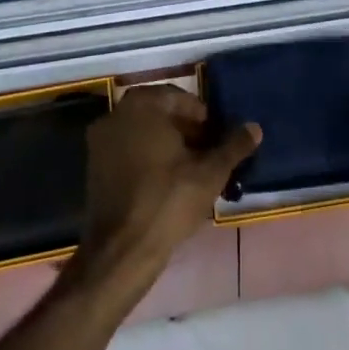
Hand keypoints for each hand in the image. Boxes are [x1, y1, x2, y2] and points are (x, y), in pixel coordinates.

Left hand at [78, 85, 260, 292]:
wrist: (121, 251)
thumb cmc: (168, 200)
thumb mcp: (210, 172)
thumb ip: (233, 146)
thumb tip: (254, 127)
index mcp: (142, 105)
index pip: (179, 98)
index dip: (202, 117)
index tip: (217, 138)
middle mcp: (116, 115)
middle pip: (159, 114)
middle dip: (186, 130)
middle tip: (207, 152)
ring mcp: (100, 141)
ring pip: (143, 133)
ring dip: (167, 144)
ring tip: (192, 169)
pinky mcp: (94, 168)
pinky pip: (128, 151)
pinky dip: (147, 158)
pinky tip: (168, 183)